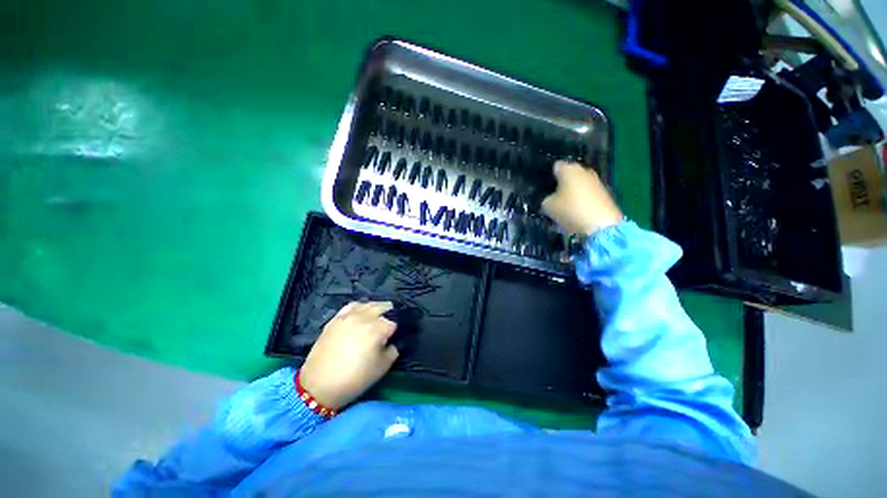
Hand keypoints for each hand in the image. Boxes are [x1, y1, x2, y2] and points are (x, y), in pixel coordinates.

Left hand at [299, 301, 398, 409]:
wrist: (319, 385)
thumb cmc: (355, 378)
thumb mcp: (382, 368)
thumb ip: (393, 350)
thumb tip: (392, 342)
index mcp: (379, 328)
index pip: (395, 322)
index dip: (396, 330)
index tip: (394, 337)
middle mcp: (366, 317)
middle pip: (385, 306)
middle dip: (390, 315)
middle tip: (387, 328)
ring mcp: (350, 315)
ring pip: (369, 304)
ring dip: (376, 310)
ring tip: (375, 320)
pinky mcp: (337, 318)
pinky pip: (352, 305)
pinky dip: (360, 308)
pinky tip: (360, 315)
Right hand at [542, 161, 622, 234]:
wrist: (601, 225)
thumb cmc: (570, 210)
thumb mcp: (548, 206)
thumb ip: (546, 198)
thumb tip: (550, 198)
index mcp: (568, 169)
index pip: (555, 166)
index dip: (549, 176)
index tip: (543, 187)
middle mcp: (583, 170)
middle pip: (569, 175)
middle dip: (561, 184)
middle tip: (552, 197)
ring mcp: (596, 181)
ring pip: (579, 184)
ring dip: (572, 193)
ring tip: (563, 206)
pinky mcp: (605, 193)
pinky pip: (587, 193)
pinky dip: (581, 200)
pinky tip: (576, 211)